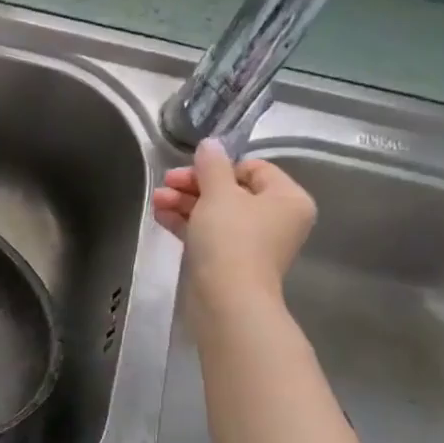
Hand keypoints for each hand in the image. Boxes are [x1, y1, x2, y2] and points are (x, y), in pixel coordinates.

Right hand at [152, 138, 316, 304]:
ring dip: (185, 203)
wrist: (226, 299)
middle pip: (232, 190)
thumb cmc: (230, 239)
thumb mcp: (218, 194)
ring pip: (216, 212)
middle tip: (166, 183)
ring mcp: (253, 242)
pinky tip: (161, 216)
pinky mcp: (231, 260)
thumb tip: (210, 143)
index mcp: (287, 198)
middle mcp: (276, 219)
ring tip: (156, 200)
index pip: (253, 168)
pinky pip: (209, 233)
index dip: (218, 166)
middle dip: (194, 185)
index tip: (188, 170)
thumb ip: (212, 165)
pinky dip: (187, 223)